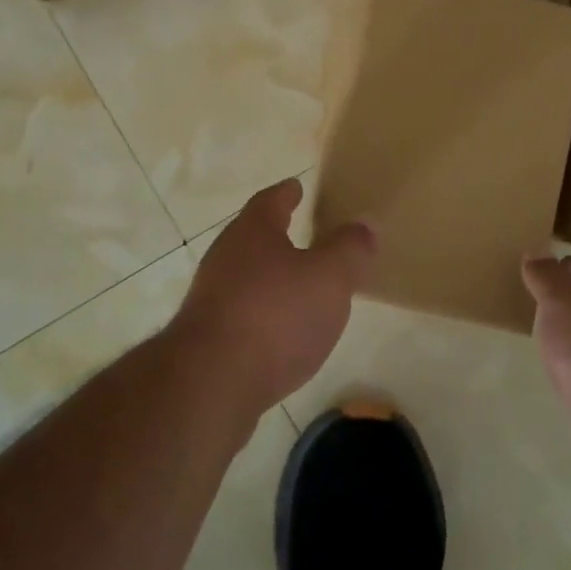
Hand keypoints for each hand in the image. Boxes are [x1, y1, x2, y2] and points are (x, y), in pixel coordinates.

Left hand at [172, 179, 375, 417]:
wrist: (211, 383)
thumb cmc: (276, 315)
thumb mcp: (329, 277)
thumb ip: (349, 249)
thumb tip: (364, 223)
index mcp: (253, 232)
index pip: (270, 201)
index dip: (286, 194)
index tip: (296, 186)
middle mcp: (225, 257)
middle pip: (253, 237)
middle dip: (277, 235)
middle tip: (302, 233)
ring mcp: (210, 298)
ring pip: (245, 276)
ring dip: (269, 277)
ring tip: (298, 286)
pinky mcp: (206, 338)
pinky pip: (241, 313)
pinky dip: (262, 313)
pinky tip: (279, 332)